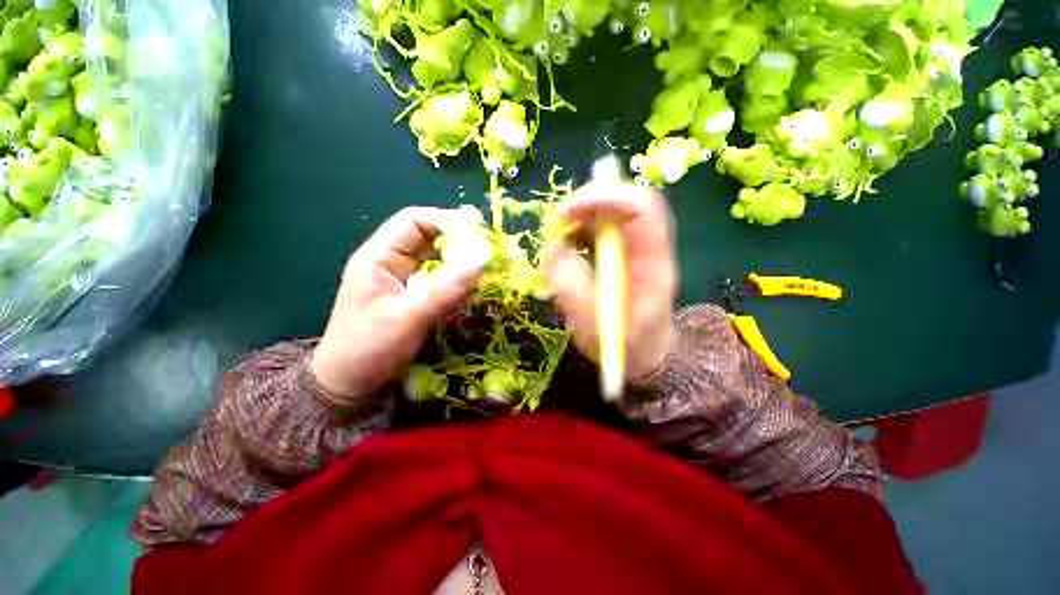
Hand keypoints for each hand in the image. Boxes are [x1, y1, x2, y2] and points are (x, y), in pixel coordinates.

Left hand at [311, 207, 483, 401]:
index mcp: (379, 257)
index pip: (413, 221)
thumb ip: (448, 288)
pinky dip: (455, 279)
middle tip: (486, 252)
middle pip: (427, 238)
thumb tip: (483, 259)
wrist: (348, 384)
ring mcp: (402, 281)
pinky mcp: (412, 297)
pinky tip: (470, 286)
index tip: (476, 231)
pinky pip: (437, 279)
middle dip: (457, 241)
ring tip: (483, 267)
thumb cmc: (369, 348)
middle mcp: (391, 263)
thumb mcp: (409, 316)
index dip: (444, 220)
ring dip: (458, 261)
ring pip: (435, 260)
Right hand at [545, 179, 677, 381]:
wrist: (647, 352)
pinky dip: (580, 227)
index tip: (566, 213)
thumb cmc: (625, 345)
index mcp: (653, 264)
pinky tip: (570, 246)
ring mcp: (638, 245)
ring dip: (580, 216)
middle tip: (557, 225)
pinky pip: (602, 225)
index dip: (604, 197)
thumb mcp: (594, 328)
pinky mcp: (625, 249)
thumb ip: (572, 290)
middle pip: (625, 199)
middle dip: (585, 204)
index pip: (642, 208)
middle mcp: (649, 246)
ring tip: (561, 239)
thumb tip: (555, 248)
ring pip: (611, 209)